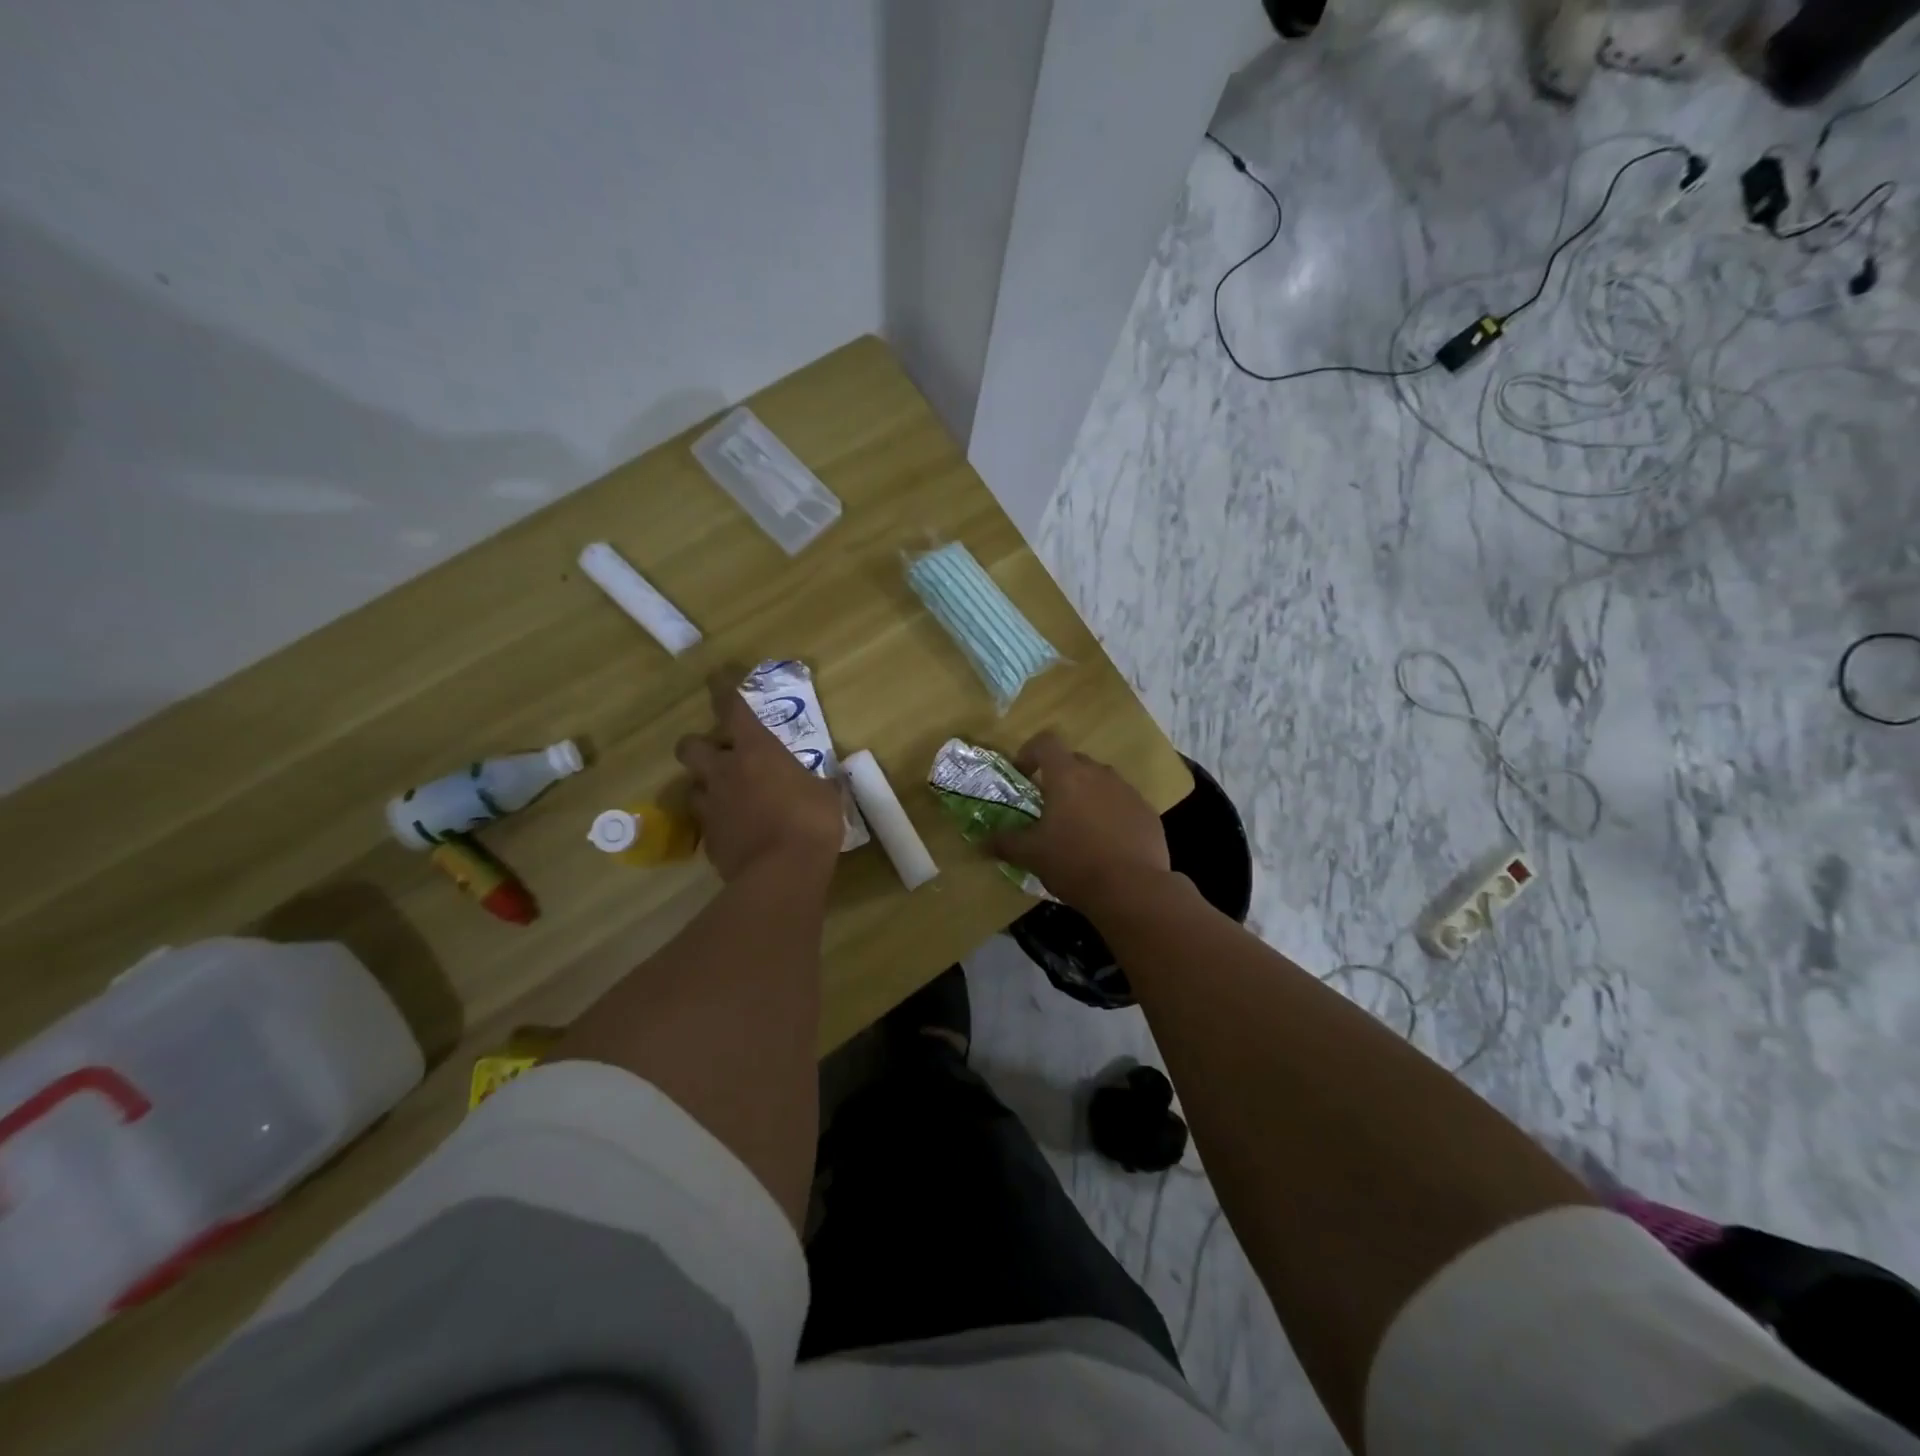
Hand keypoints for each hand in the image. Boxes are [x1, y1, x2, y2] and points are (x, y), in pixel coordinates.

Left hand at [675, 667, 844, 884]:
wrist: (781, 874)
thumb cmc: (810, 823)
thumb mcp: (827, 797)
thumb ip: (820, 785)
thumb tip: (828, 783)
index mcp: (756, 752)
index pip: (732, 710)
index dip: (722, 690)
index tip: (716, 677)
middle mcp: (725, 773)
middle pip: (690, 747)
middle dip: (699, 746)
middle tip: (719, 755)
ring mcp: (711, 808)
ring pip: (693, 786)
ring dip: (707, 787)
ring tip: (727, 796)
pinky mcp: (709, 840)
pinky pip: (707, 823)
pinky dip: (719, 822)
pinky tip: (738, 832)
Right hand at [988, 731, 1170, 911]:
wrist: (1133, 889)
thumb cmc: (1074, 863)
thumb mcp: (1032, 855)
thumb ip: (1005, 843)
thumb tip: (982, 842)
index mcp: (1067, 776)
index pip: (1046, 742)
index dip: (1030, 753)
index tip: (1023, 776)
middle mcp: (1099, 774)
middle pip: (1074, 761)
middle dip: (1059, 777)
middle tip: (1048, 807)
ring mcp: (1128, 791)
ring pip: (1101, 782)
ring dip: (1087, 795)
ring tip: (1079, 827)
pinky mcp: (1148, 812)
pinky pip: (1123, 803)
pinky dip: (1111, 814)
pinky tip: (1107, 844)